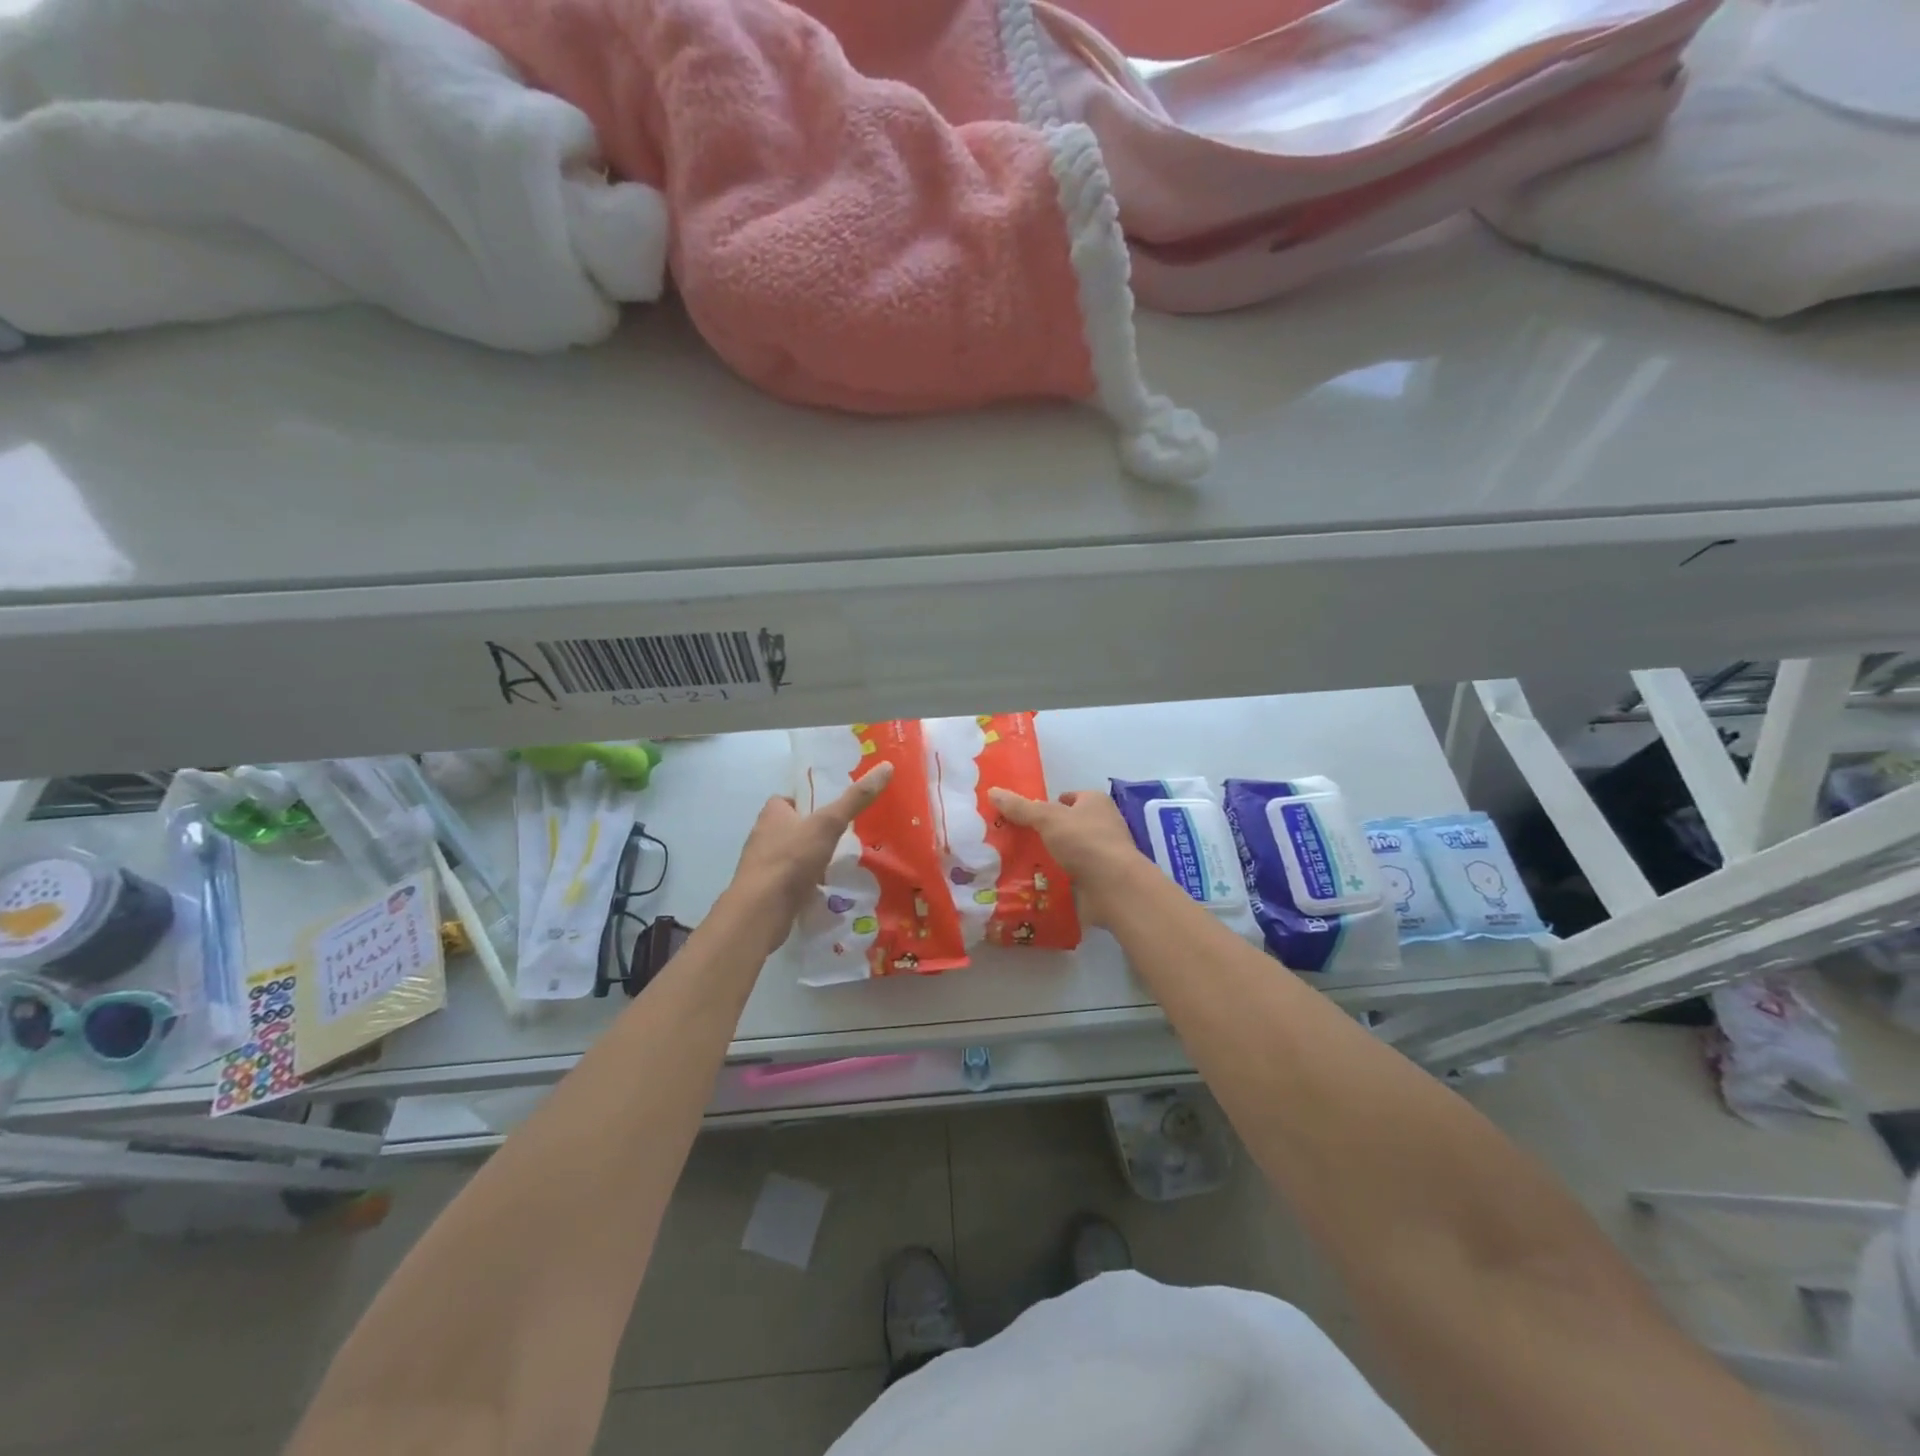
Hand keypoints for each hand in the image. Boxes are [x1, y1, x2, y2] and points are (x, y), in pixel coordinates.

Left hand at [723, 761, 894, 951]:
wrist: (762, 910)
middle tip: (843, 838)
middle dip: (813, 833)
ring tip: (838, 864)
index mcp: (772, 813)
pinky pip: (790, 880)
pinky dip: (805, 883)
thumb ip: (855, 799)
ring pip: (792, 855)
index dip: (810, 803)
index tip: (833, 811)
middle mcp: (762, 835)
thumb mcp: (828, 824)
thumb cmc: (792, 859)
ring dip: (810, 859)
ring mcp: (762, 865)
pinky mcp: (766, 890)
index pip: (790, 800)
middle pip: (792, 827)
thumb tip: (886, 766)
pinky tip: (824, 889)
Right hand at [987, 787, 1154, 927]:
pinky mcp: (1098, 881)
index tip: (1022, 816)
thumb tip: (993, 791)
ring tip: (1015, 865)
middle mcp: (1102, 826)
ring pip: (1067, 854)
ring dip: (1048, 859)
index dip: (1047, 805)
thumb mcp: (1047, 818)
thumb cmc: (1084, 841)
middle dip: (1044, 834)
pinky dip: (1055, 881)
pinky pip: (1070, 877)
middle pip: (1066, 827)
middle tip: (1014, 842)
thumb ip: (1021, 807)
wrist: (1113, 887)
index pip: (1068, 798)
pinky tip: (1032, 885)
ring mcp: (1102, 855)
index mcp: (1096, 803)